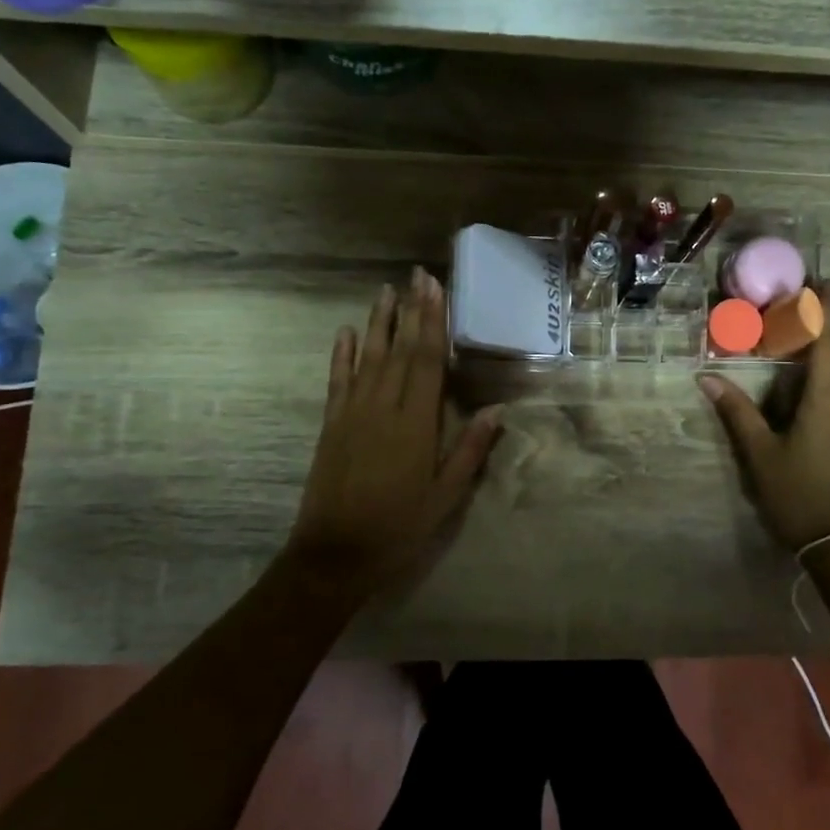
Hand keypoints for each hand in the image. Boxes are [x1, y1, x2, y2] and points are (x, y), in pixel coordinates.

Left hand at [288, 270, 500, 595]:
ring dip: (378, 322)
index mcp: (415, 423)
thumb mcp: (446, 496)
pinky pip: (338, 381)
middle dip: (410, 310)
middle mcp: (382, 408)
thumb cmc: (399, 527)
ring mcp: (352, 413)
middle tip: (416, 275)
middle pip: (399, 349)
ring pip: (368, 357)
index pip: (427, 360)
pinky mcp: (331, 425)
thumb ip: (470, 450)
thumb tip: (497, 409)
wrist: (335, 554)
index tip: (435, 288)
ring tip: (386, 291)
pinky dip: (342, 354)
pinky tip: (346, 332)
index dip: (433, 321)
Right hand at [697, 284, 829, 550]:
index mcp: (829, 399)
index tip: (822, 284)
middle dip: (829, 326)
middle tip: (807, 307)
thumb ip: (737, 413)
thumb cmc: (800, 495)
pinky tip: (826, 388)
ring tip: (810, 343)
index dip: (826, 310)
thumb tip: (707, 378)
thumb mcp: (761, 455)